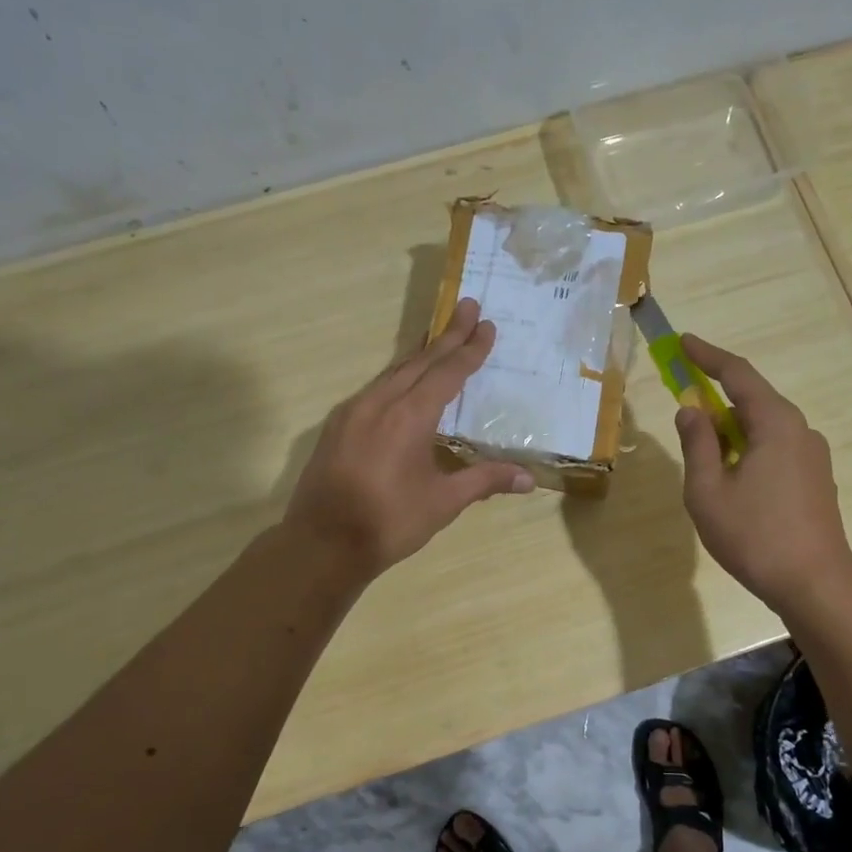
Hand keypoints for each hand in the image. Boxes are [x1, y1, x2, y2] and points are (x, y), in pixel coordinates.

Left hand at [284, 298, 533, 577]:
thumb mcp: (443, 503)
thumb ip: (484, 481)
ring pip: (393, 372)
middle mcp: (379, 403)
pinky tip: (403, 382)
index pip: (447, 373)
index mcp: (409, 417)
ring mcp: (353, 412)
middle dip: (447, 335)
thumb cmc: (389, 523)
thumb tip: (529, 479)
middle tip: (469, 307)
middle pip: (419, 361)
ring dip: (421, 354)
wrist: (321, 544)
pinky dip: (397, 376)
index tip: (486, 325)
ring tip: (441, 338)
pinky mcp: (338, 426)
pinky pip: (375, 388)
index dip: (470, 350)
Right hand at [672, 334, 851, 614]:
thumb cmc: (755, 536)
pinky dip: (748, 450)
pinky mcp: (815, 480)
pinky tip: (733, 480)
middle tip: (684, 404)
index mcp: (775, 424)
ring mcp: (812, 456)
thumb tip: (691, 410)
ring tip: (704, 459)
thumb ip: (697, 444)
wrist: (815, 585)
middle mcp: (800, 430)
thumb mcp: (708, 491)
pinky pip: (775, 449)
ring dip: (731, 431)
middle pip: (753, 400)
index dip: (707, 356)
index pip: (738, 375)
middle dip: (717, 398)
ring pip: (764, 428)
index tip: (683, 342)